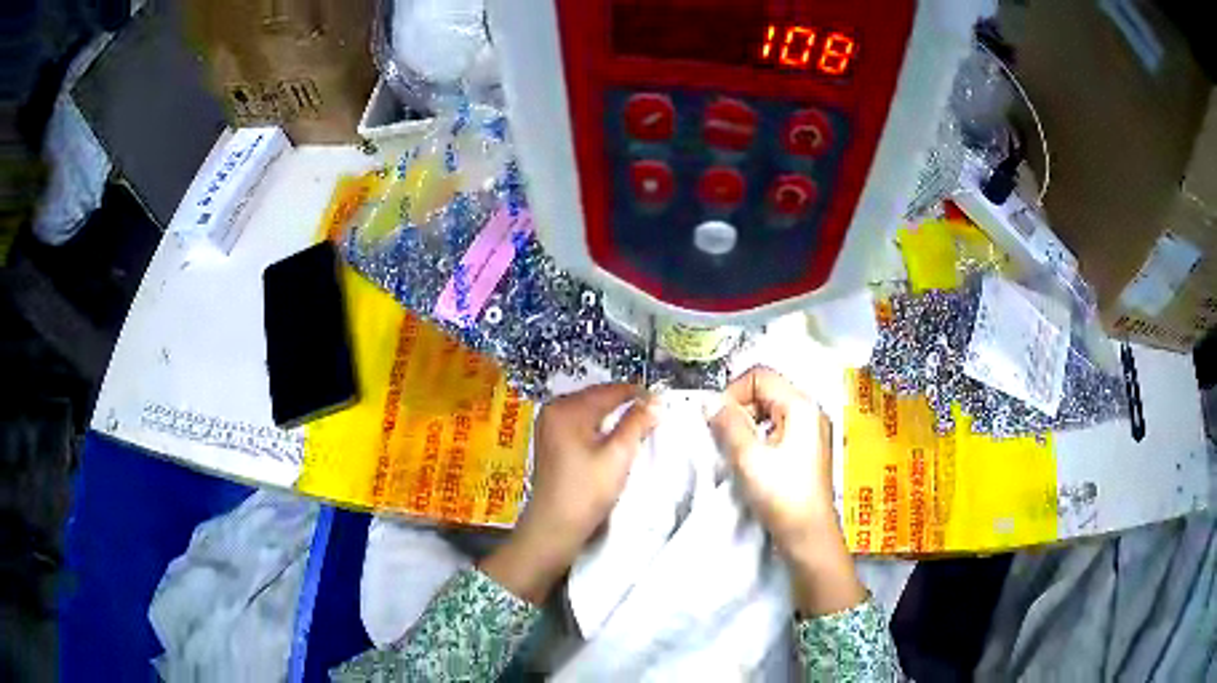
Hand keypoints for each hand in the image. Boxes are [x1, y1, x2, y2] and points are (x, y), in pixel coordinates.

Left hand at [481, 384, 658, 603]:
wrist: (554, 528)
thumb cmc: (586, 491)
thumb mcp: (618, 456)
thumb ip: (637, 424)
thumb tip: (656, 400)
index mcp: (567, 409)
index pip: (609, 390)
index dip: (638, 394)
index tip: (663, 402)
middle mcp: (554, 410)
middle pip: (598, 397)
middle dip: (625, 404)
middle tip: (654, 414)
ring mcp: (549, 426)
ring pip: (590, 411)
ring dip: (614, 416)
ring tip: (640, 425)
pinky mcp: (551, 442)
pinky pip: (581, 425)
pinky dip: (600, 427)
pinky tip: (616, 438)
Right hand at [708, 367, 864, 616]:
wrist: (809, 535)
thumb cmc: (782, 495)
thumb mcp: (749, 458)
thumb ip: (728, 424)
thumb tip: (710, 402)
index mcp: (801, 405)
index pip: (760, 376)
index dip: (733, 392)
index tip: (718, 421)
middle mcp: (810, 410)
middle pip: (766, 390)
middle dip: (739, 408)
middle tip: (724, 438)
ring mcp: (811, 430)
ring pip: (770, 410)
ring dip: (747, 424)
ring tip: (736, 451)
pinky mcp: (806, 448)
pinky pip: (777, 428)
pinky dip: (759, 437)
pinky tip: (751, 460)